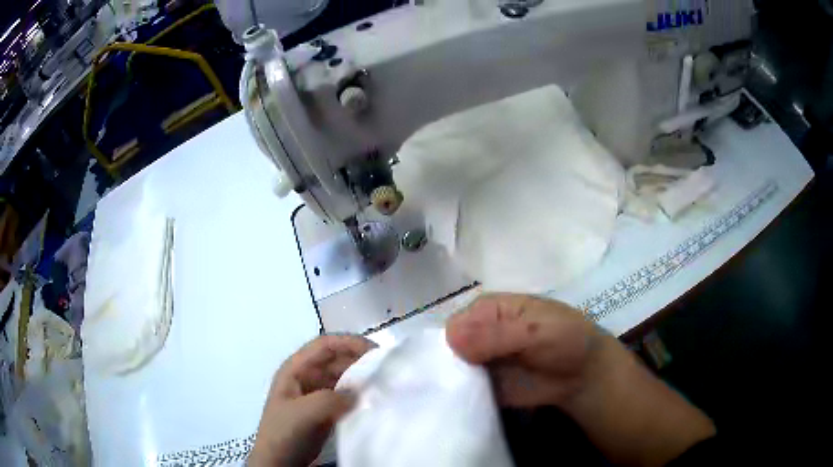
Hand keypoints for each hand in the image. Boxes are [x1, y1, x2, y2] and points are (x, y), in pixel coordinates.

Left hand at [249, 335, 374, 466]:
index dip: (350, 343)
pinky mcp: (325, 410)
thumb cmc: (283, 432)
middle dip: (361, 361)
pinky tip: (374, 401)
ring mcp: (316, 393)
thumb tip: (360, 392)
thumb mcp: (303, 413)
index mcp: (296, 368)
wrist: (278, 461)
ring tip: (386, 385)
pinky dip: (360, 396)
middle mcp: (307, 376)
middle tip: (388, 370)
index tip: (377, 351)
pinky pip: (346, 396)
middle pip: (337, 359)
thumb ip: (330, 400)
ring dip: (362, 379)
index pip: (325, 345)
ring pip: (343, 377)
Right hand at [447, 294, 714, 466]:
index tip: (439, 363)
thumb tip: (451, 337)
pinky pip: (460, 387)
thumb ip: (499, 332)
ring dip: (441, 381)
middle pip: (448, 344)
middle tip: (423, 386)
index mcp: (492, 308)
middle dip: (437, 362)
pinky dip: (451, 396)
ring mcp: (480, 359)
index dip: (446, 339)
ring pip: (450, 367)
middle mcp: (481, 331)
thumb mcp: (539, 330)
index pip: (457, 319)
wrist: (583, 375)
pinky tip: (439, 407)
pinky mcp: (483, 383)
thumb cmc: (568, 341)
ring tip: (425, 398)